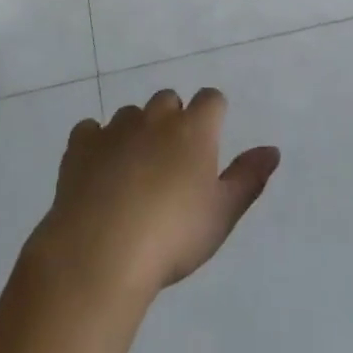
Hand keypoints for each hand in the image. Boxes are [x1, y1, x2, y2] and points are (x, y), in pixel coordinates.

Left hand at [30, 89, 279, 301]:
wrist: (100, 252)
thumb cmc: (172, 236)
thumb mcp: (222, 214)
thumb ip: (248, 178)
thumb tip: (272, 150)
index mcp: (193, 130)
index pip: (211, 99)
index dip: (213, 114)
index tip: (211, 139)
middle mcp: (155, 118)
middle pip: (168, 100)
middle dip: (173, 120)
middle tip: (172, 161)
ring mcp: (115, 129)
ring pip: (130, 114)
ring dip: (136, 132)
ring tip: (134, 171)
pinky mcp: (80, 146)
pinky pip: (91, 130)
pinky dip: (96, 143)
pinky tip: (97, 171)